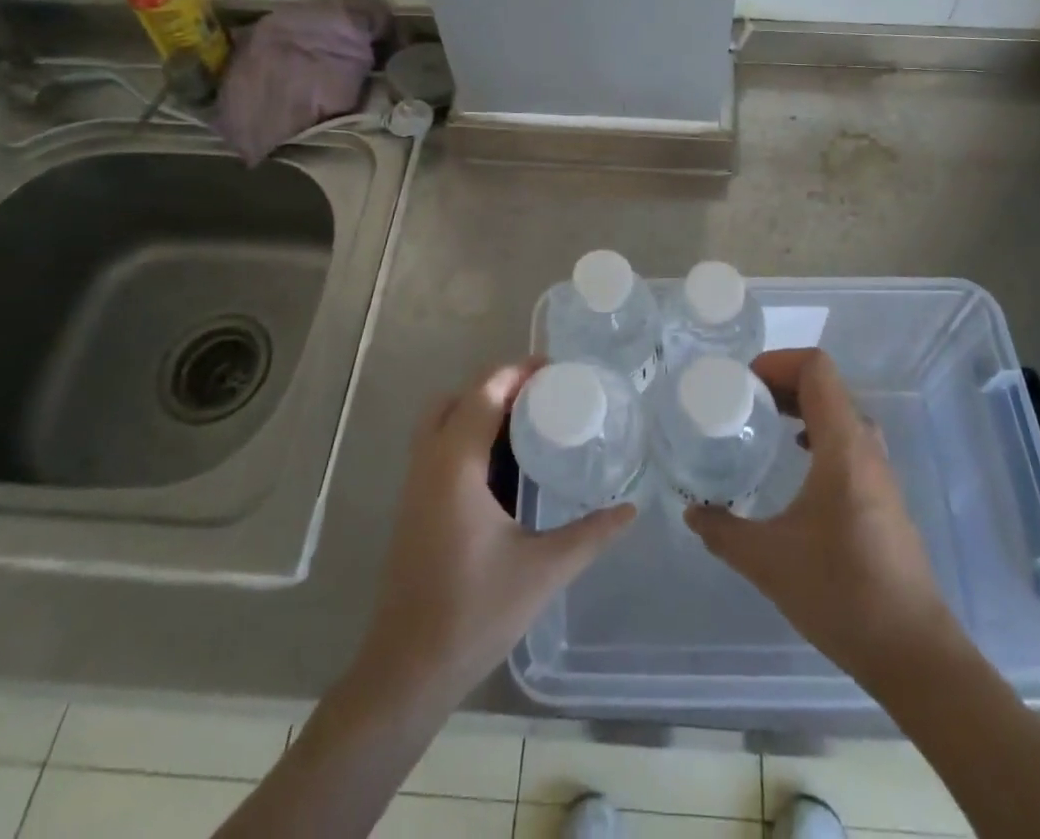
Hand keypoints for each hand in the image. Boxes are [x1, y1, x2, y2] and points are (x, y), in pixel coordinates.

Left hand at [355, 361, 635, 705]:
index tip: (554, 370)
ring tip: (528, 421)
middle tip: (541, 395)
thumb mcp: (543, 570)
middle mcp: (430, 463)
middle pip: (458, 398)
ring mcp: (416, 485)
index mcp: (456, 464)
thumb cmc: (474, 612)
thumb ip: (590, 534)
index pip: (484, 392)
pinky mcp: (414, 506)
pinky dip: (468, 436)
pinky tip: (505, 465)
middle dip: (497, 386)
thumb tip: (631, 509)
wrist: (408, 670)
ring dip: (480, 410)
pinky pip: (439, 448)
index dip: (517, 372)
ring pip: (443, 422)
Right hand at [685, 348, 967, 690]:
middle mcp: (866, 447)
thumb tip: (692, 511)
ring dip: (802, 406)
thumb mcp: (768, 561)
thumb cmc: (841, 593)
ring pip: (840, 412)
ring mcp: (880, 471)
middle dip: (783, 381)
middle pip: (827, 385)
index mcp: (843, 445)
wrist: (913, 651)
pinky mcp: (883, 494)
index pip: (816, 369)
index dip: (777, 362)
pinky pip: (848, 439)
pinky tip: (796, 461)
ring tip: (765, 423)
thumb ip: (723, 531)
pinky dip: (818, 431)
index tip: (742, 383)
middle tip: (744, 400)